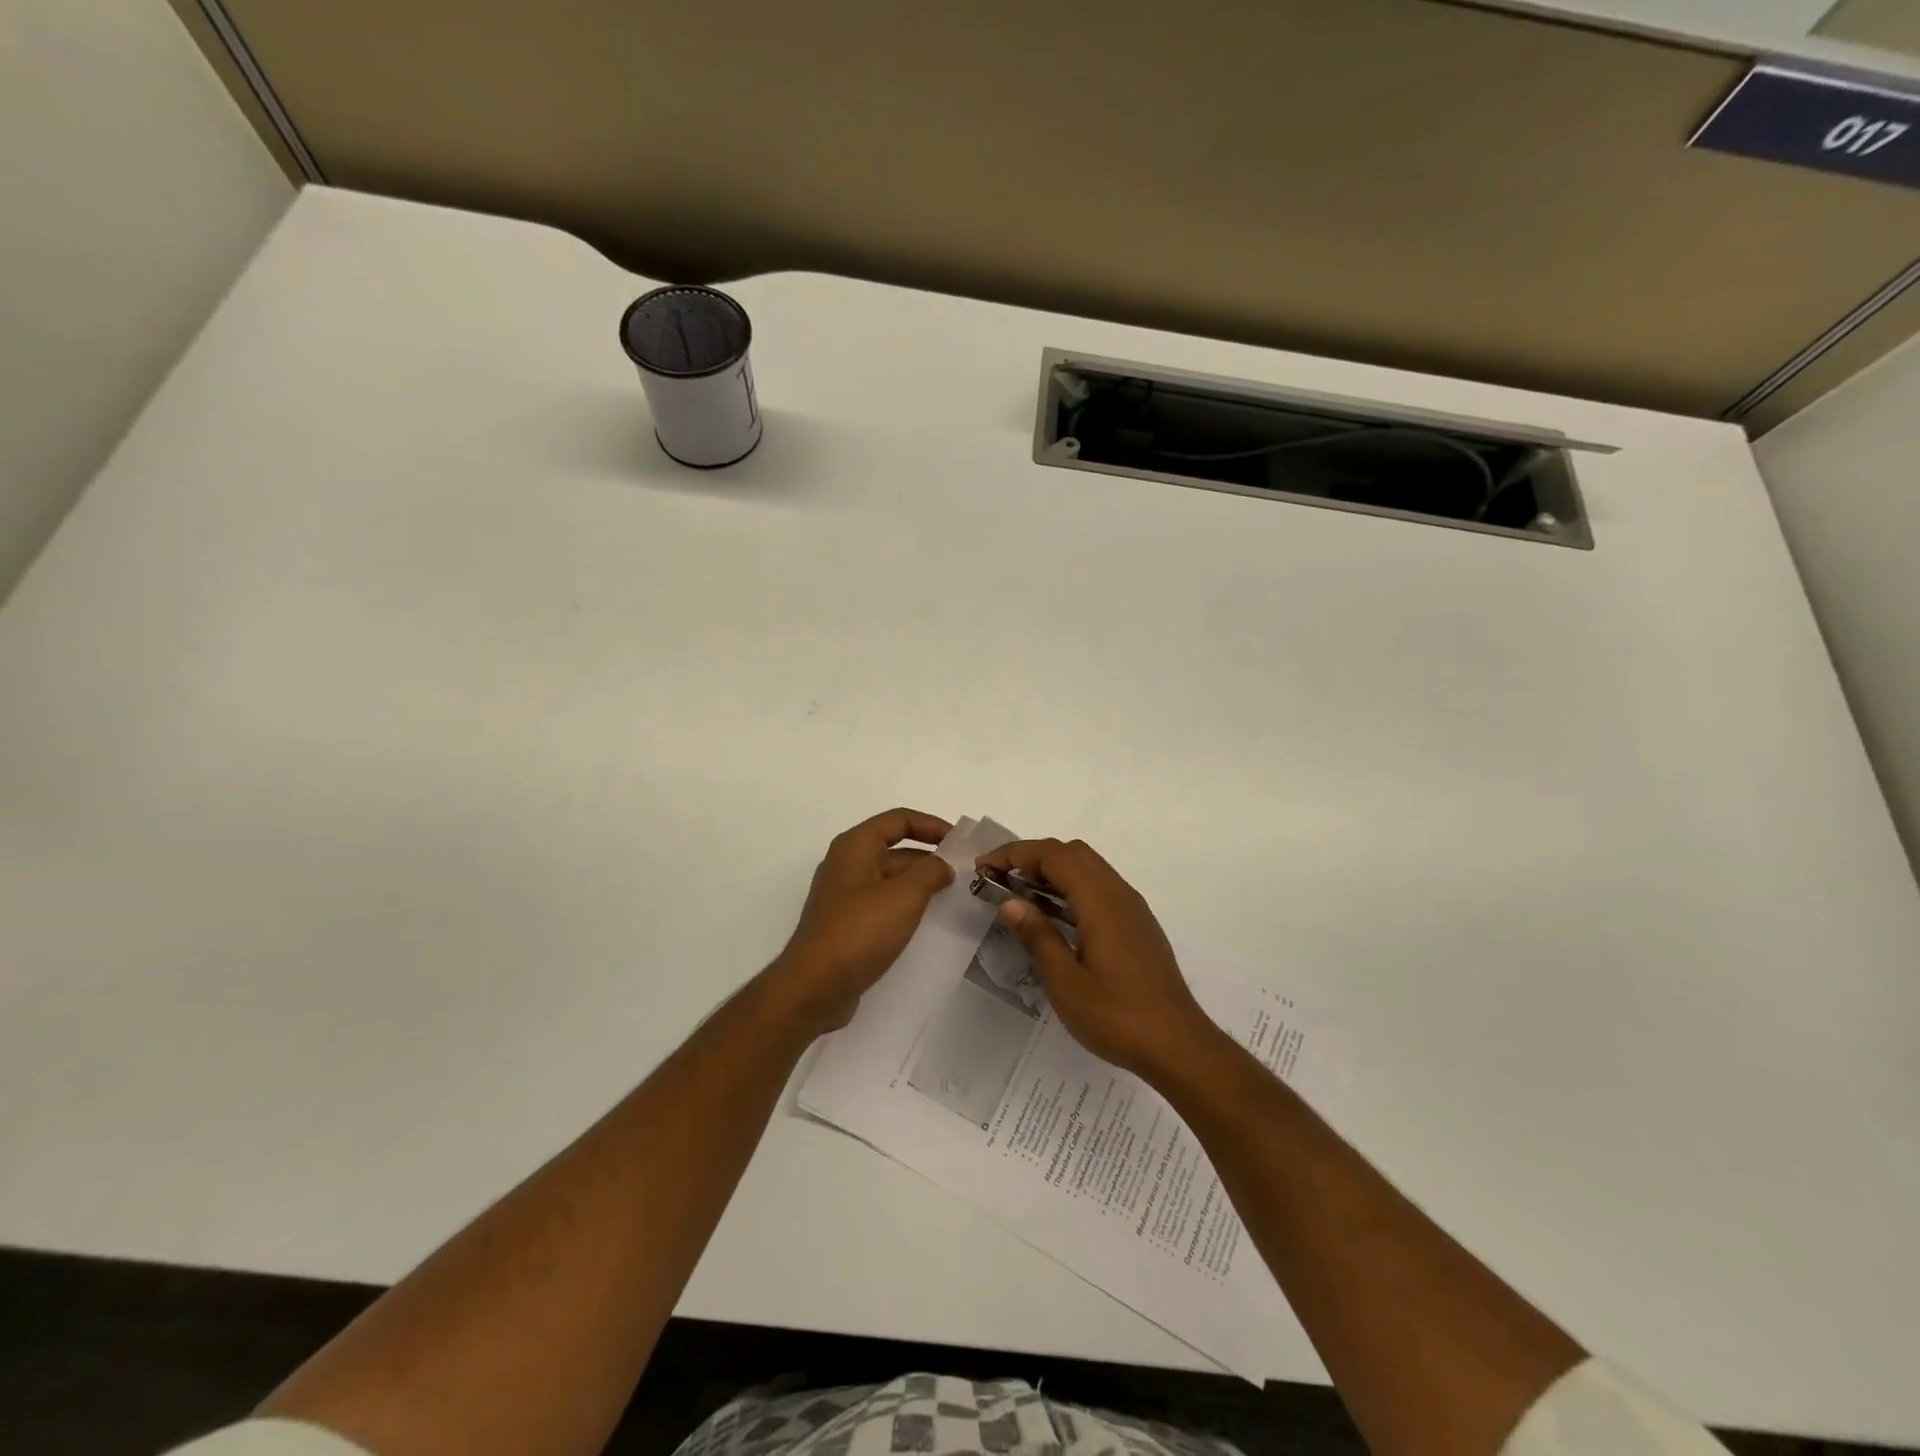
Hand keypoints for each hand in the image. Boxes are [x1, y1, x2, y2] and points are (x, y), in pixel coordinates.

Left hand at [769, 808, 954, 1034]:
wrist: (815, 987)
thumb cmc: (860, 931)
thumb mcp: (904, 896)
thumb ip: (930, 872)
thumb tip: (943, 865)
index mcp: (855, 846)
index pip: (898, 819)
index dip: (931, 825)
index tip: (960, 842)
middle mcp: (846, 864)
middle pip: (894, 848)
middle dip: (928, 856)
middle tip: (962, 873)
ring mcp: (843, 896)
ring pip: (889, 878)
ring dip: (919, 882)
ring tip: (951, 896)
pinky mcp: (845, 924)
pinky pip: (881, 903)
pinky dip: (905, 904)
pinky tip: (925, 921)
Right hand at [975, 838, 1215, 1080]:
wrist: (1179, 1045)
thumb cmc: (1117, 1016)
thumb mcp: (1065, 982)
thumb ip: (1038, 936)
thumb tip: (1010, 903)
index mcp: (1100, 901)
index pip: (1054, 855)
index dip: (1015, 854)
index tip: (983, 867)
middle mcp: (1119, 894)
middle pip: (1072, 853)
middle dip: (1032, 857)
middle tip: (1000, 880)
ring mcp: (1131, 909)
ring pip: (1088, 869)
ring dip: (1052, 872)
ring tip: (1019, 895)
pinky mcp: (1136, 925)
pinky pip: (1099, 888)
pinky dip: (1070, 889)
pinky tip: (1053, 918)